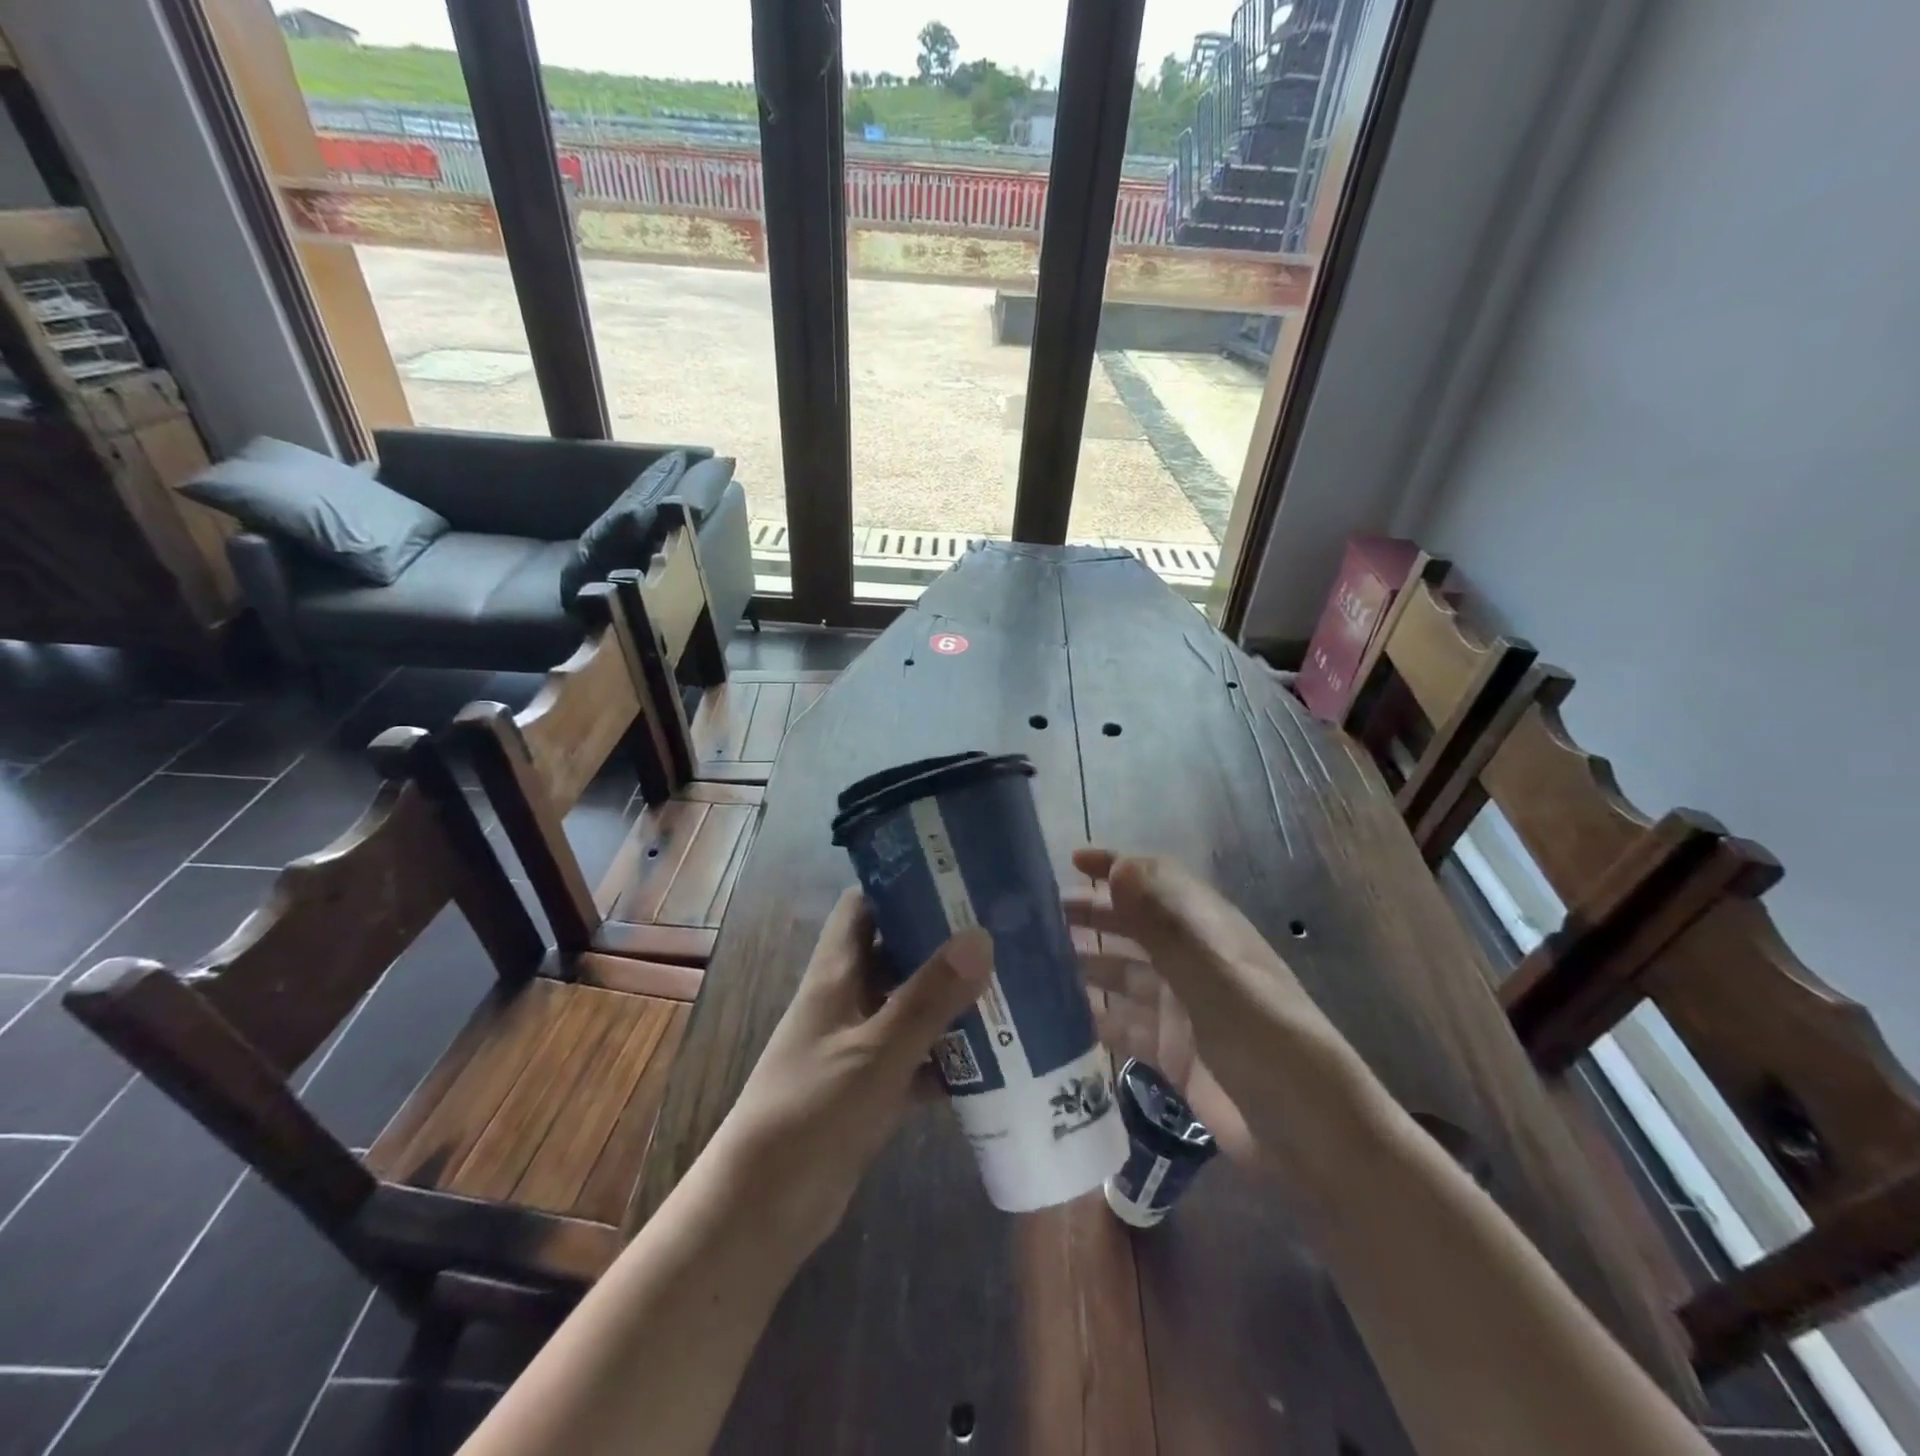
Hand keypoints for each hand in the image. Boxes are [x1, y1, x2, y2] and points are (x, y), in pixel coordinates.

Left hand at [705, 888, 992, 1256]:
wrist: (762, 1209)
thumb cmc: (812, 1112)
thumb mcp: (877, 1052)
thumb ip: (928, 998)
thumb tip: (980, 937)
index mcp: (836, 973)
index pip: (864, 906)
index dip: (902, 886)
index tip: (955, 880)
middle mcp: (846, 998)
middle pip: (895, 952)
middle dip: (942, 944)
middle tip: (1000, 934)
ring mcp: (857, 1043)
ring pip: (909, 1005)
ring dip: (950, 1001)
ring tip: (1009, 989)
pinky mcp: (868, 1086)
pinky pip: (915, 1056)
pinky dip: (946, 1057)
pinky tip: (992, 1061)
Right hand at [1065, 848, 1356, 1172]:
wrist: (1315, 1144)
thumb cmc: (1271, 1048)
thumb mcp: (1216, 982)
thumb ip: (1165, 927)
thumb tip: (1119, 867)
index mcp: (1210, 933)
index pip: (1158, 881)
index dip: (1118, 867)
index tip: (1071, 862)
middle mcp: (1192, 963)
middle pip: (1134, 926)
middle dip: (1091, 914)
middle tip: (1034, 917)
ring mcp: (1182, 1010)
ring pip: (1123, 974)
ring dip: (1085, 963)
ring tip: (1033, 962)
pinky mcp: (1172, 1054)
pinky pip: (1124, 1025)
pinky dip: (1094, 1017)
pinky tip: (1056, 1017)